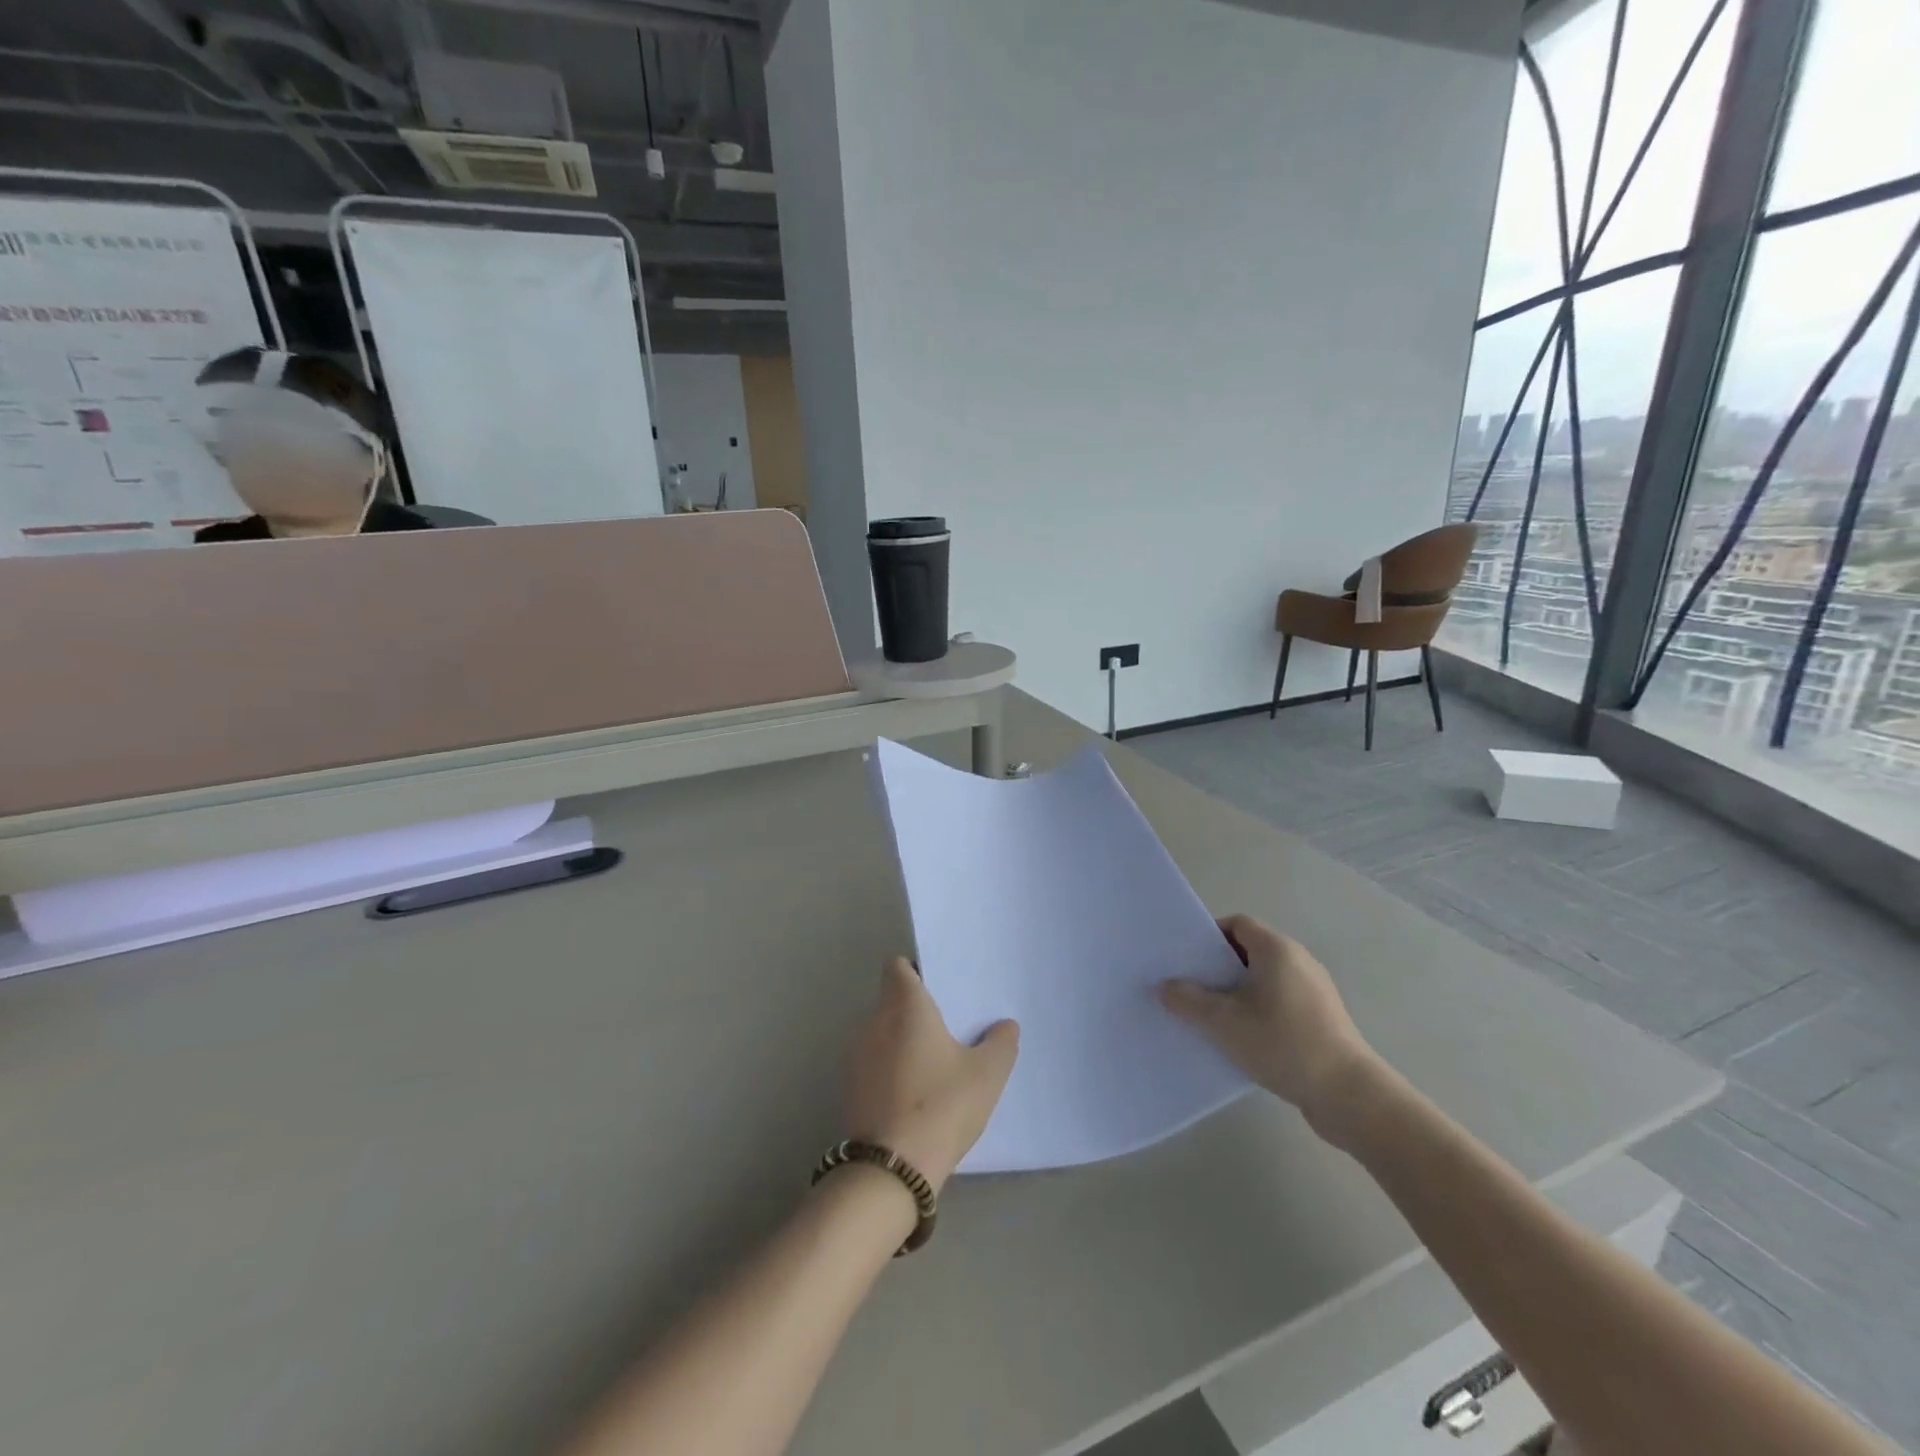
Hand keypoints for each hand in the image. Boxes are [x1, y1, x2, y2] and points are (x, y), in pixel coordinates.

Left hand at [843, 959, 1018, 1192]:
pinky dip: (888, 1069)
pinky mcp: (849, 1087)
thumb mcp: (986, 1075)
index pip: (898, 967)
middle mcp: (874, 1021)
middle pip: (891, 1000)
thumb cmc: (941, 1105)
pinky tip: (912, 1095)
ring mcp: (856, 1055)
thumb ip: (1000, 1043)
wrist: (891, 1168)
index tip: (938, 990)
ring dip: (900, 1042)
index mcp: (905, 1006)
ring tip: (931, 1065)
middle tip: (947, 1030)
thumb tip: (1005, 1025)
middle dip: (914, 1011)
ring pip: (880, 1033)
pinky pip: (872, 1063)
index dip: (915, 972)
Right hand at [1160, 915, 1378, 1139]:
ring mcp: (1314, 990)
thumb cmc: (1282, 1043)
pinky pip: (1280, 1002)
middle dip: (1218, 968)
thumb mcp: (1223, 1022)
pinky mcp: (1322, 1019)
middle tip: (1190, 988)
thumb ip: (1188, 1000)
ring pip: (1264, 980)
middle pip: (1249, 951)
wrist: (1348, 1095)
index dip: (1208, 937)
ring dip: (1237, 993)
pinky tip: (1242, 1039)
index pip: (1237, 924)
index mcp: (1276, 949)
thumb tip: (1165, 987)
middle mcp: (1298, 960)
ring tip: (1211, 1017)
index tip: (1186, 960)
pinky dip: (1258, 1012)